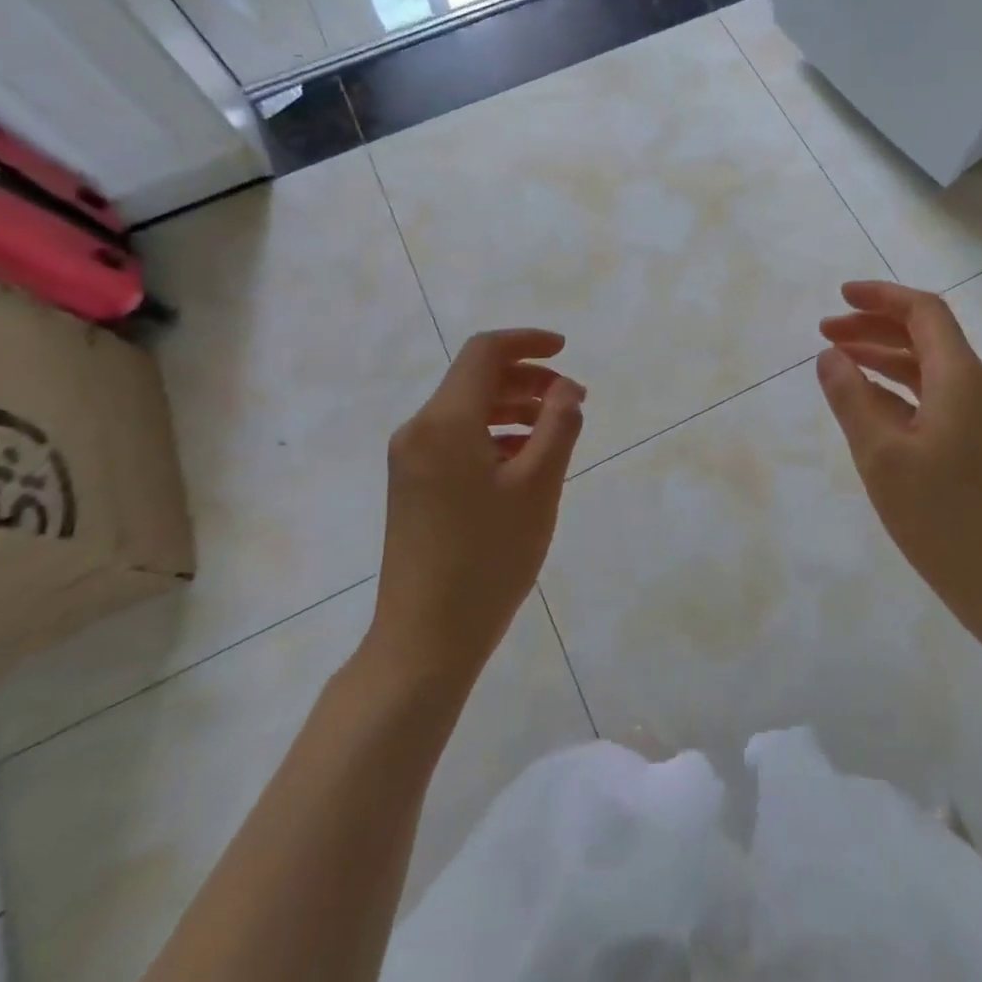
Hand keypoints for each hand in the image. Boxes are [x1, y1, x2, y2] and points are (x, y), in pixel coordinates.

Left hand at [368, 329, 585, 692]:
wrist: (424, 639)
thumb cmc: (488, 558)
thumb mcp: (538, 486)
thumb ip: (558, 426)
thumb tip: (567, 388)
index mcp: (445, 421)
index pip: (484, 353)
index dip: (527, 342)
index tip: (565, 351)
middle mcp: (419, 430)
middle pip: (475, 380)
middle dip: (526, 379)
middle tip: (571, 400)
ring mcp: (411, 460)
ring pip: (466, 411)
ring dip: (512, 408)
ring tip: (555, 431)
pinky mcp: (413, 486)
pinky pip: (456, 440)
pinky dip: (493, 436)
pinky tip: (524, 462)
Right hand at [816, 281, 981, 661]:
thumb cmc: (945, 520)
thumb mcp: (882, 457)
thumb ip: (851, 399)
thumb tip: (829, 355)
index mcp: (960, 378)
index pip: (924, 312)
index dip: (881, 297)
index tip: (839, 298)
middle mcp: (978, 387)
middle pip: (926, 336)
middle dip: (875, 327)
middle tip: (827, 333)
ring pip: (930, 368)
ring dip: (886, 357)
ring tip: (840, 362)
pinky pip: (936, 398)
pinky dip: (900, 389)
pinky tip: (872, 405)